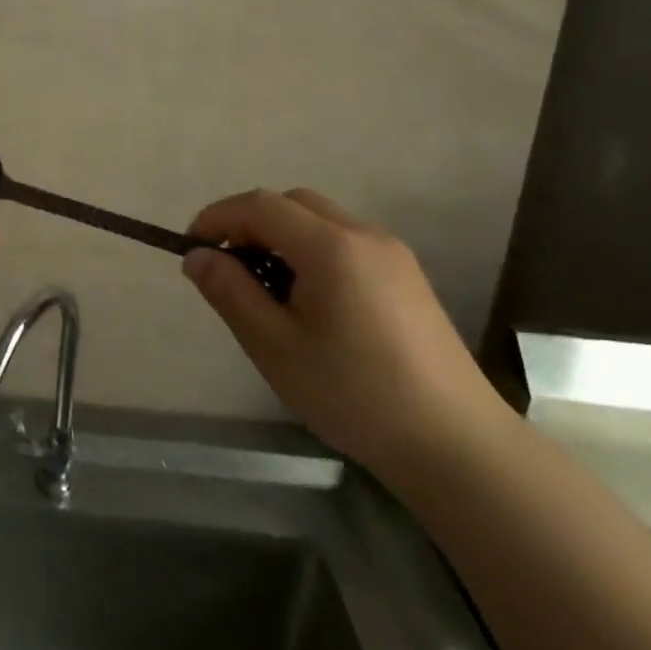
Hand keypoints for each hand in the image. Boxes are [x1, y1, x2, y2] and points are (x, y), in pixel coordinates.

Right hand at [183, 188, 505, 482]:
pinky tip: (309, 301)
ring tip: (266, 288)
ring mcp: (392, 254)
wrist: (458, 447)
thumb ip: (230, 292)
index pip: (259, 205)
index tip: (192, 248)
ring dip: (281, 237)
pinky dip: (311, 251)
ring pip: (319, 220)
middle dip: (250, 223)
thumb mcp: (275, 346)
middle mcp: (364, 235)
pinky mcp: (407, 277)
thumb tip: (197, 256)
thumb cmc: (356, 395)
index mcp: (331, 247)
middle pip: (291, 203)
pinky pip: (345, 242)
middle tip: (228, 268)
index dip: (218, 217)